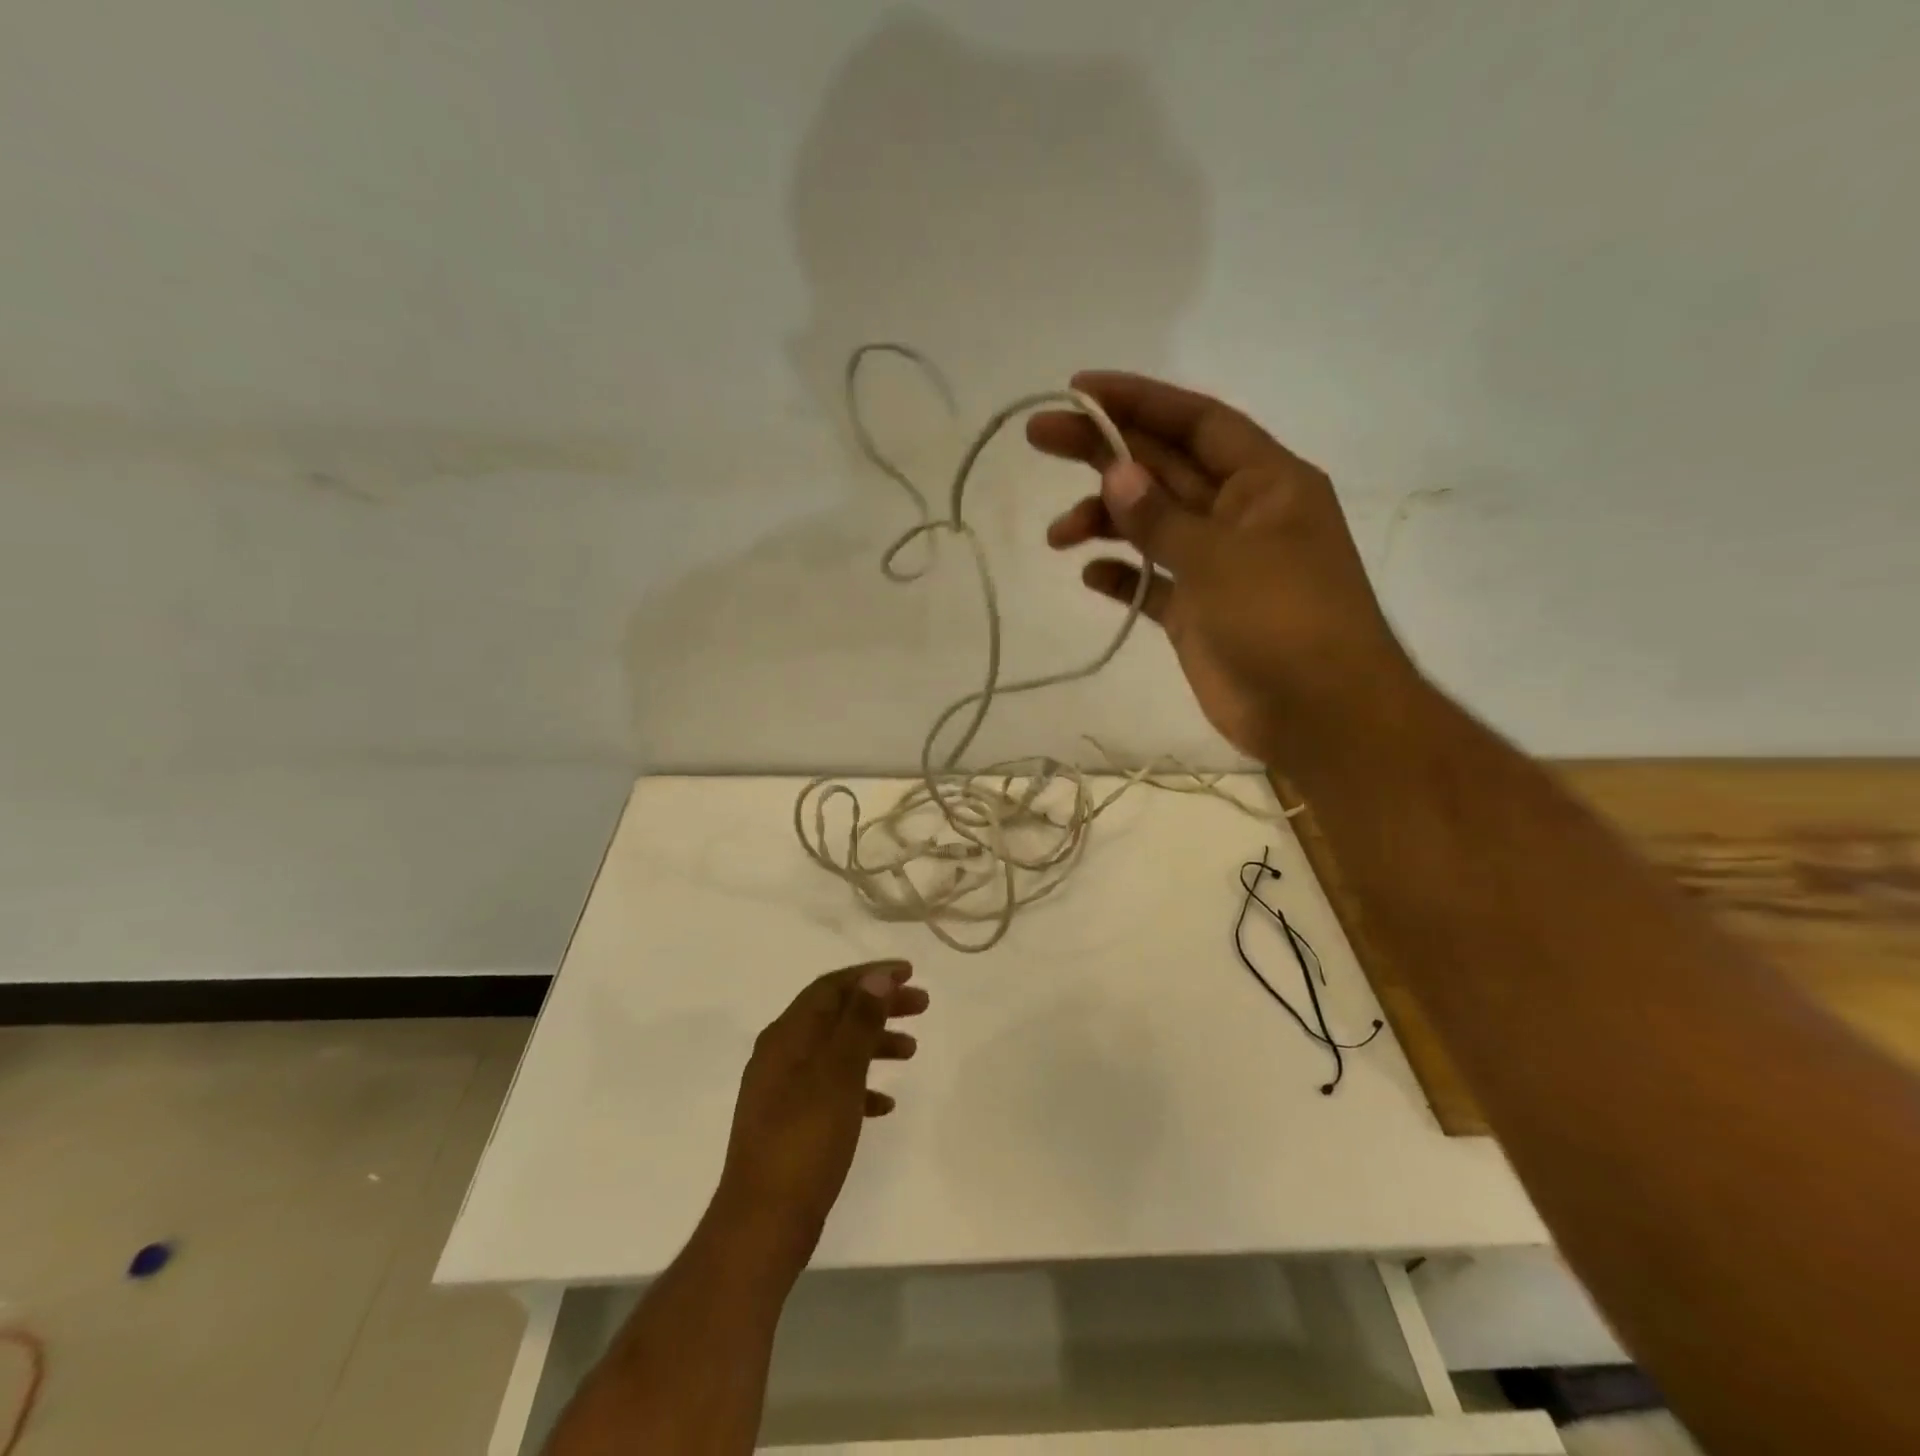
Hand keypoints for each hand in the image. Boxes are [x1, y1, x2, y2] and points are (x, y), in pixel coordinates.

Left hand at [710, 962, 928, 1274]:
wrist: (763, 1223)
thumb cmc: (805, 1140)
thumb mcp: (839, 1074)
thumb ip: (859, 1022)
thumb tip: (877, 978)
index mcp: (787, 1035)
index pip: (832, 987)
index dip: (871, 975)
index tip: (910, 973)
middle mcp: (781, 1053)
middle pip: (836, 1014)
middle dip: (878, 1005)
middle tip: (921, 1006)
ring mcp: (783, 1090)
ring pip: (836, 1050)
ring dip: (873, 1043)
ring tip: (912, 1051)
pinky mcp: (791, 1123)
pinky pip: (832, 1088)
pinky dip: (860, 1086)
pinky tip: (885, 1104)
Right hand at [1028, 372, 1420, 768]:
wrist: (1320, 716)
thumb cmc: (1284, 621)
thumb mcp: (1221, 559)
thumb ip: (1162, 517)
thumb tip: (1115, 471)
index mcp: (1265, 483)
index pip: (1196, 422)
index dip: (1139, 401)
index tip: (1079, 390)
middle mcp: (1240, 515)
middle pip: (1163, 468)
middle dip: (1103, 452)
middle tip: (1040, 437)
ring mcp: (1218, 567)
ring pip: (1151, 525)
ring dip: (1105, 521)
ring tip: (1059, 535)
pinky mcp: (1199, 614)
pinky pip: (1152, 583)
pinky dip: (1122, 577)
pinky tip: (1090, 575)